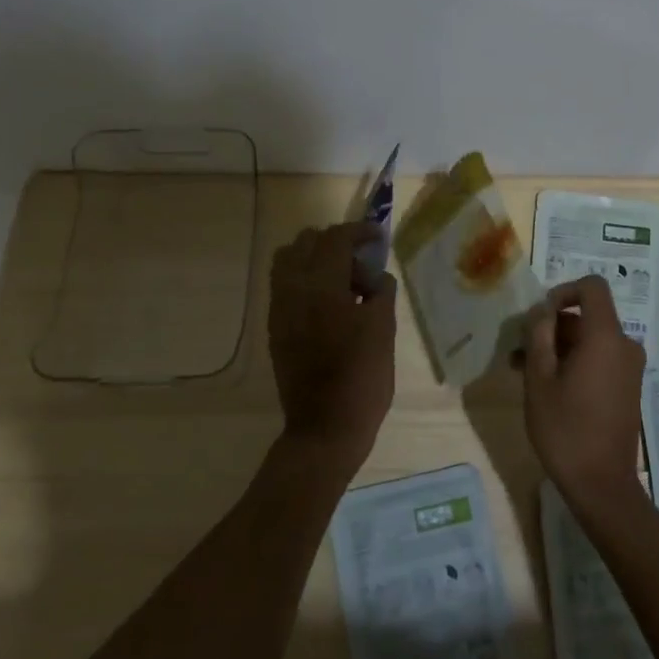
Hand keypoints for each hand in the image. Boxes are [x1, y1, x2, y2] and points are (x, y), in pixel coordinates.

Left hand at [268, 222, 397, 477]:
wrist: (325, 427)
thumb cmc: (362, 378)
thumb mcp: (383, 330)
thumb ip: (380, 291)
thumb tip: (376, 275)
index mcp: (321, 286)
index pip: (335, 239)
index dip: (359, 231)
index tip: (378, 236)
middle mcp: (292, 289)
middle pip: (305, 242)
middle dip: (334, 242)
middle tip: (361, 261)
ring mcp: (279, 309)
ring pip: (288, 262)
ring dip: (314, 258)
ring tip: (342, 280)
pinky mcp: (275, 328)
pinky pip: (284, 286)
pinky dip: (305, 280)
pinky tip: (329, 302)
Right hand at [518, 277, 645, 504]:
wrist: (601, 484)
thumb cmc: (565, 428)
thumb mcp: (539, 379)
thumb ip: (539, 335)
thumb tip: (543, 311)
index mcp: (605, 337)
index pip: (592, 287)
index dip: (563, 291)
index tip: (540, 316)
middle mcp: (624, 345)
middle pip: (588, 316)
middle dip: (552, 327)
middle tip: (519, 350)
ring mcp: (629, 368)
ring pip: (590, 340)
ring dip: (558, 347)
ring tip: (524, 370)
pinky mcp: (627, 386)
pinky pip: (600, 358)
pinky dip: (574, 362)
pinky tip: (546, 384)